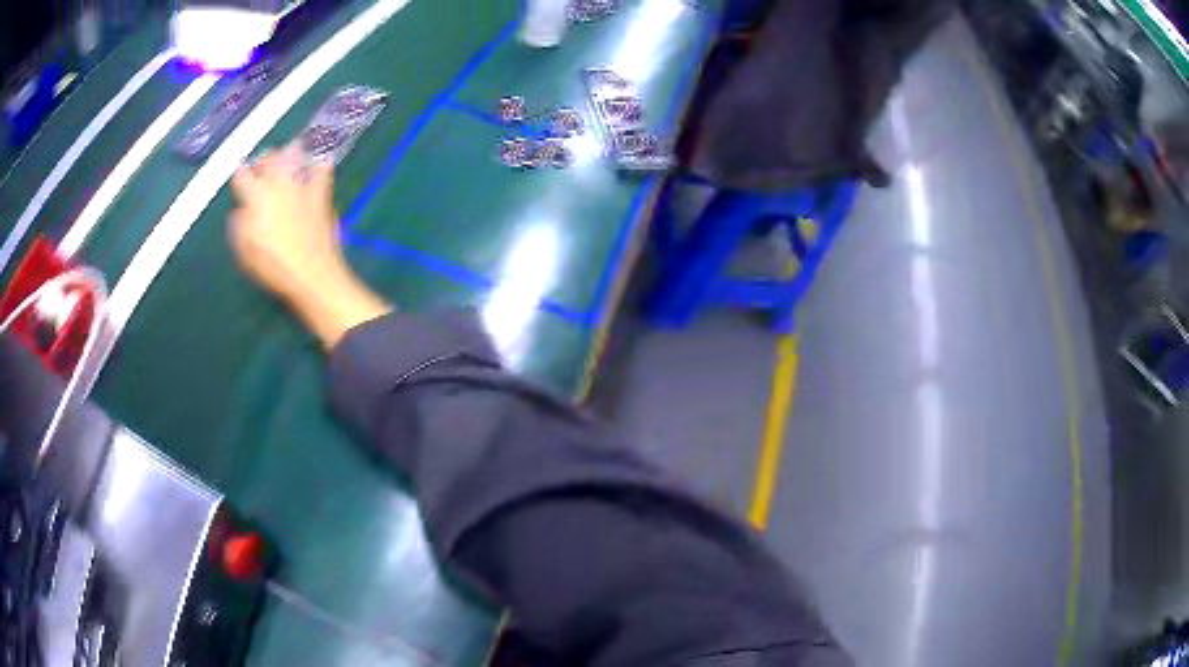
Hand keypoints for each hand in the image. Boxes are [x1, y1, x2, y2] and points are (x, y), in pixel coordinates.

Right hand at [229, 143, 343, 301]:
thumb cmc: (273, 265)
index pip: (241, 173)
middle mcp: (278, 182)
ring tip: (286, 161)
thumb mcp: (244, 250)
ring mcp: (302, 183)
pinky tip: (319, 162)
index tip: (239, 179)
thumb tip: (240, 210)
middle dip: (262, 160)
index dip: (238, 175)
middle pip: (268, 156)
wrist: (310, 272)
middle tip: (260, 170)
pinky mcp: (321, 190)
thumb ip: (238, 224)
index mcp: (255, 195)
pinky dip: (319, 162)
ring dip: (288, 153)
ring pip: (293, 152)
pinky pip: (322, 165)